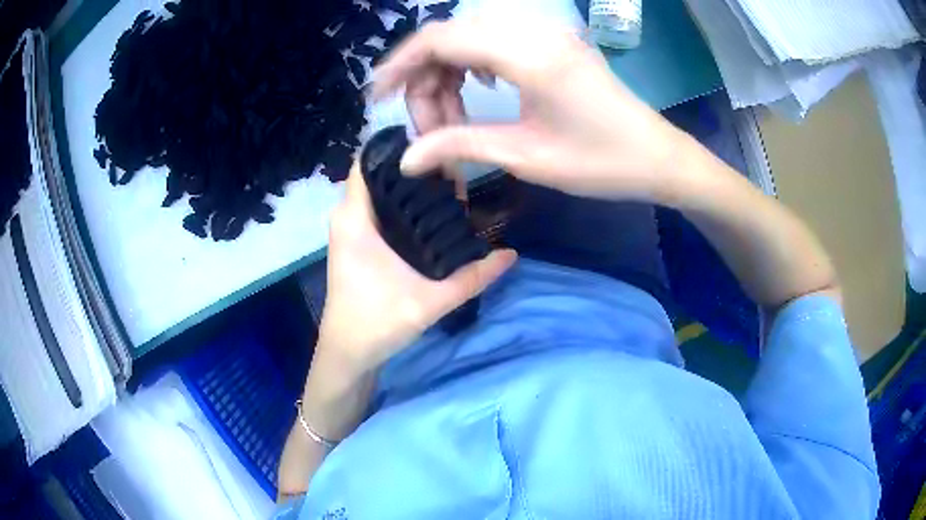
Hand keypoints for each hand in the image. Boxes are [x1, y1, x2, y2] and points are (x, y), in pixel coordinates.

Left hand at [316, 162, 515, 373]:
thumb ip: (473, 278)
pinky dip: (401, 205)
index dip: (399, 147)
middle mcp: (347, 217)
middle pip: (379, 174)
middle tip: (454, 169)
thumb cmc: (377, 324)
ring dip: (408, 188)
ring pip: (378, 192)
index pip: (368, 161)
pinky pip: (377, 210)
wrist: (348, 355)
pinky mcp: (356, 243)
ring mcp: (349, 230)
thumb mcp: (431, 301)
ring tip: (449, 186)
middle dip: (413, 168)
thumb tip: (511, 253)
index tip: (438, 145)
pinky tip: (430, 212)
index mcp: (355, 219)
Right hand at [371, 18, 685, 202]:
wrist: (658, 158)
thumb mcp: (526, 157)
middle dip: (425, 79)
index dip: (400, 64)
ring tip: (452, 121)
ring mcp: (545, 35)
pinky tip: (481, 95)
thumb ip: (461, 146)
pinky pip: (494, 42)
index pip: (441, 39)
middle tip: (427, 127)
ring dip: (449, 76)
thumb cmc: (601, 164)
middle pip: (451, 37)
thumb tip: (407, 159)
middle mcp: (533, 33)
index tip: (378, 97)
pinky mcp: (552, 44)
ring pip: (470, 39)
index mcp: (528, 56)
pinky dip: (473, 67)